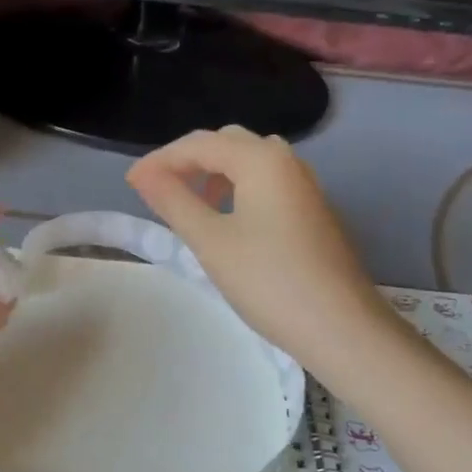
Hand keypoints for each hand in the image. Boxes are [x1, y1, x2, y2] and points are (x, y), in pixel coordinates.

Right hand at [126, 126, 383, 364]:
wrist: (341, 328)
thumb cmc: (268, 281)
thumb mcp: (210, 241)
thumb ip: (173, 200)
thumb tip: (142, 174)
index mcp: (261, 159)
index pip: (199, 144)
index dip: (160, 160)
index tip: (130, 183)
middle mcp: (286, 161)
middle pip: (226, 143)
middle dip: (187, 160)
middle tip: (156, 189)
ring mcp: (304, 185)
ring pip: (249, 161)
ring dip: (213, 171)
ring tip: (187, 201)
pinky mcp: (312, 209)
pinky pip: (266, 181)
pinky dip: (237, 186)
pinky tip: (226, 217)